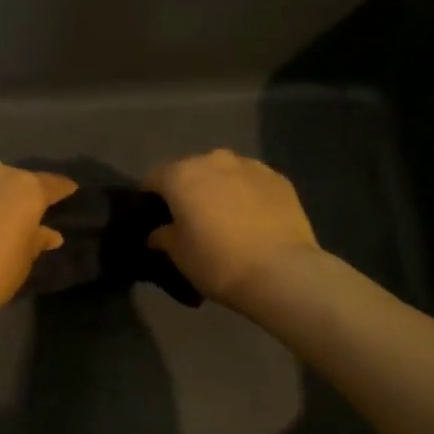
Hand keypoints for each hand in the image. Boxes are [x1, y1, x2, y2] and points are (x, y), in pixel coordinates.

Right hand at [144, 150, 320, 311]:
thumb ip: (163, 237)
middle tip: (193, 218)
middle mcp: (214, 160)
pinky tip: (254, 219)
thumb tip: (158, 233)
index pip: (155, 177)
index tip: (157, 216)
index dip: (152, 196)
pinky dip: (247, 194)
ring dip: (220, 188)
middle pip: (192, 170)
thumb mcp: (179, 255)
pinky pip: (252, 182)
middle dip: (188, 189)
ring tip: (226, 217)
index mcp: (182, 175)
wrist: (281, 272)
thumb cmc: (218, 263)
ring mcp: (250, 166)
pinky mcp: (279, 178)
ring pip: (225, 172)